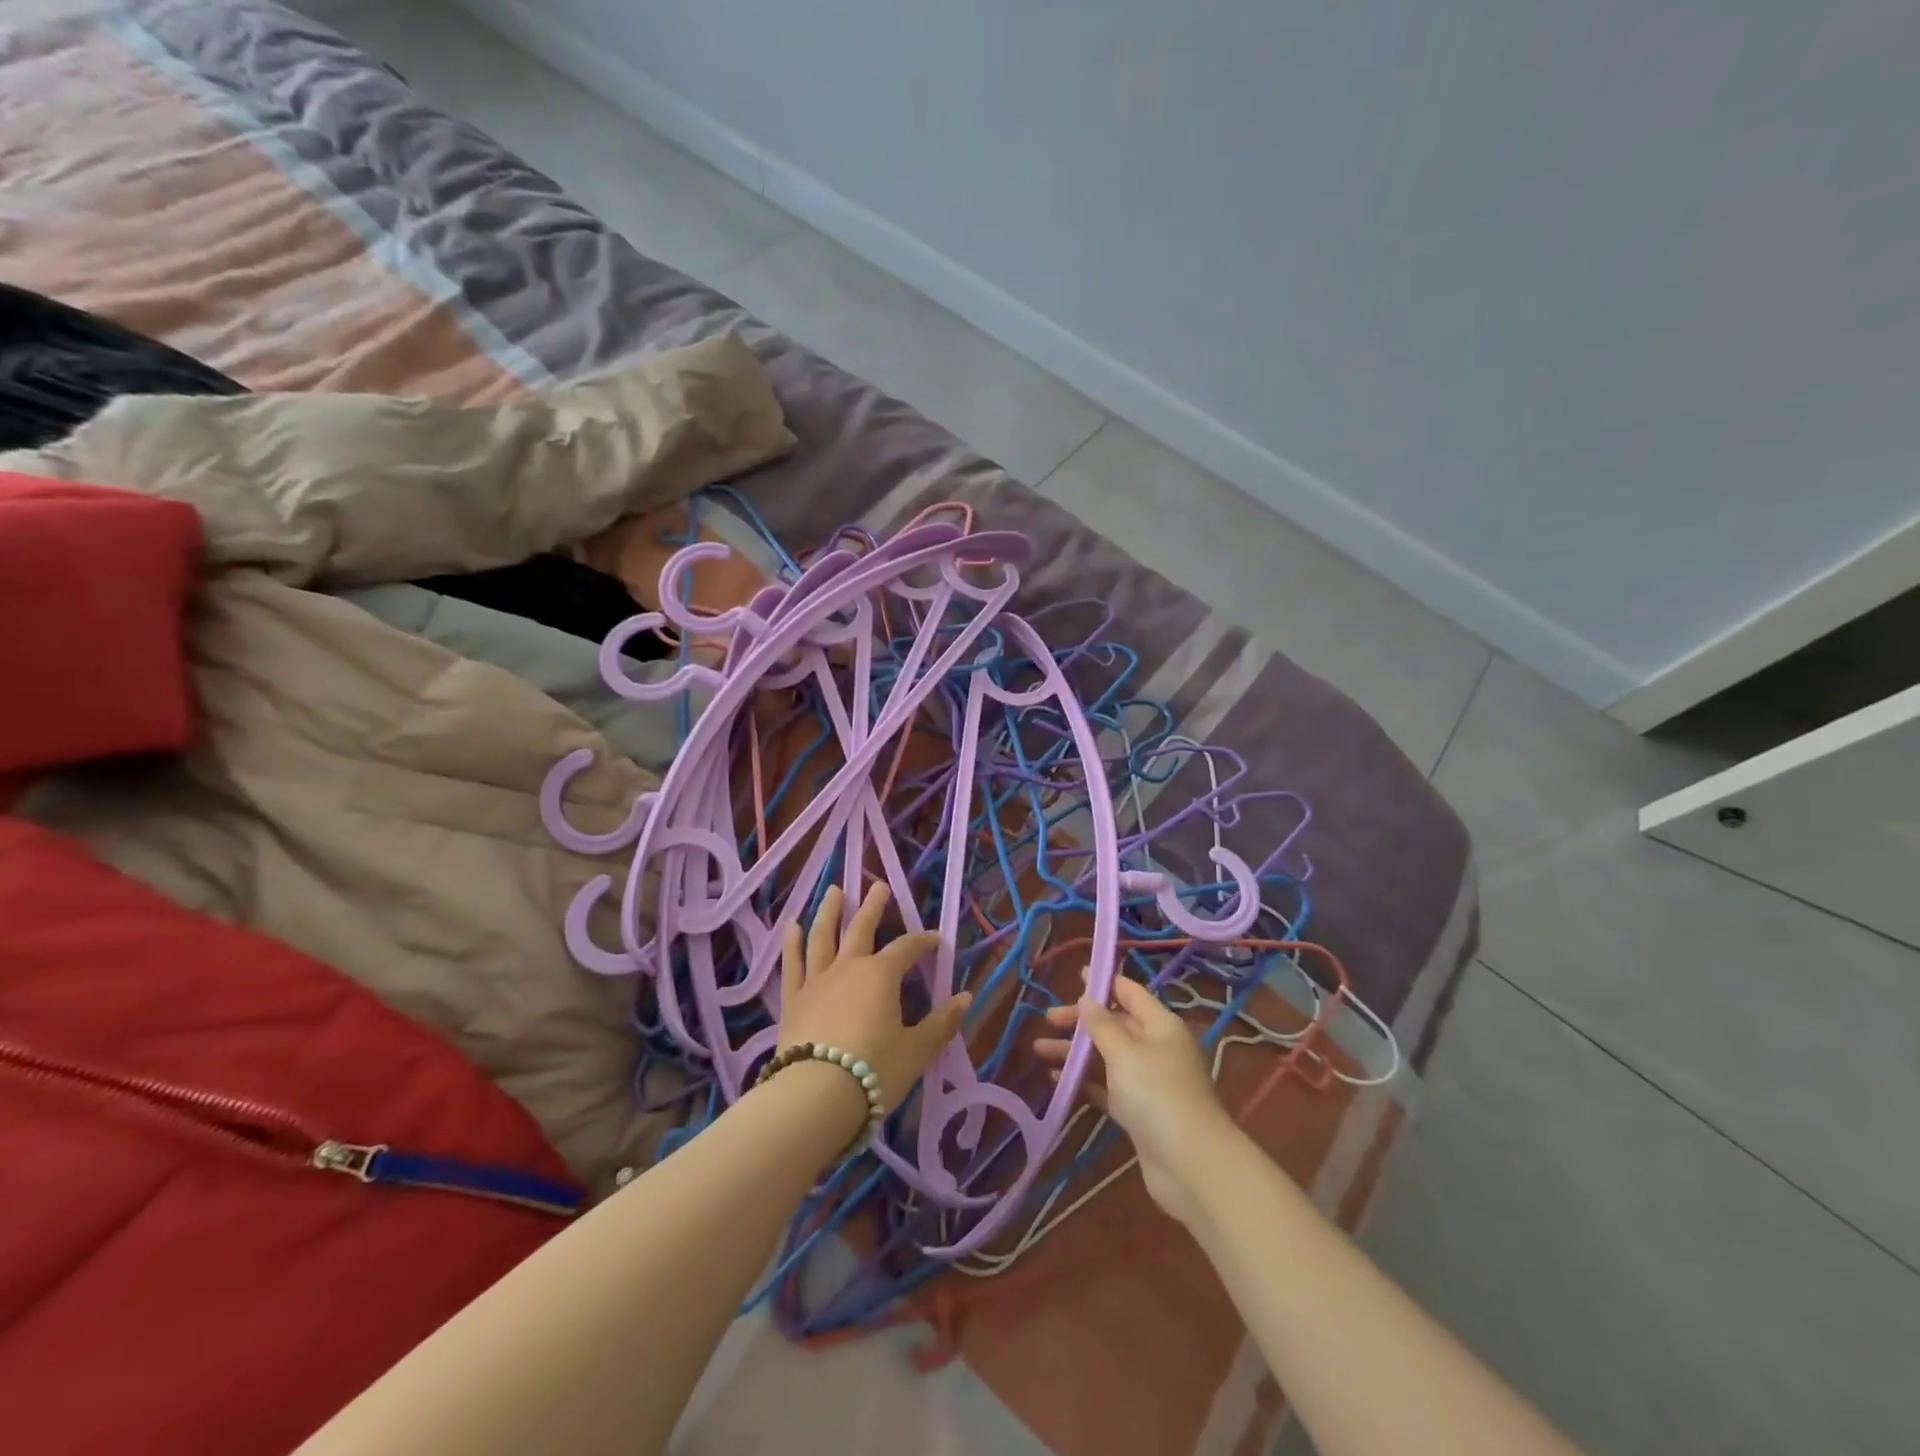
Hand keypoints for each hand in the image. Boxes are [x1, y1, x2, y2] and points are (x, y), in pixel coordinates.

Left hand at [778, 883, 971, 1115]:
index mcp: (881, 975)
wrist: (815, 1096)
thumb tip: (965, 997)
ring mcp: (817, 980)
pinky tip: (792, 926)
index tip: (936, 940)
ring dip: (830, 912)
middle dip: (873, 906)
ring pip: (823, 936)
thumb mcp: (916, 1051)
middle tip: (878, 885)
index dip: (924, 941)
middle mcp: (848, 967)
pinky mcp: (793, 999)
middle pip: (862, 928)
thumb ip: (942, 1023)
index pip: (907, 948)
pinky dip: (792, 943)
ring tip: (834, 891)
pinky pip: (792, 963)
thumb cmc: (874, 1072)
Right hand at [1033, 976, 1232, 1227]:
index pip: (1130, 993)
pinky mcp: (1139, 1112)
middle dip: (1081, 1022)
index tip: (1075, 977)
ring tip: (1038, 1051)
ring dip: (1076, 1053)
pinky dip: (1084, 1081)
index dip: (1103, 984)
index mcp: (1160, 1025)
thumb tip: (1088, 999)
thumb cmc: (1156, 1094)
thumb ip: (1102, 1025)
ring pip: (1107, 1057)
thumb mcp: (1125, 1052)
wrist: (1190, 1165)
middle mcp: (1156, 1048)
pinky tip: (1056, 1080)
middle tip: (1048, 1020)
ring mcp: (1149, 1082)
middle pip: (1115, 1025)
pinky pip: (1107, 1087)